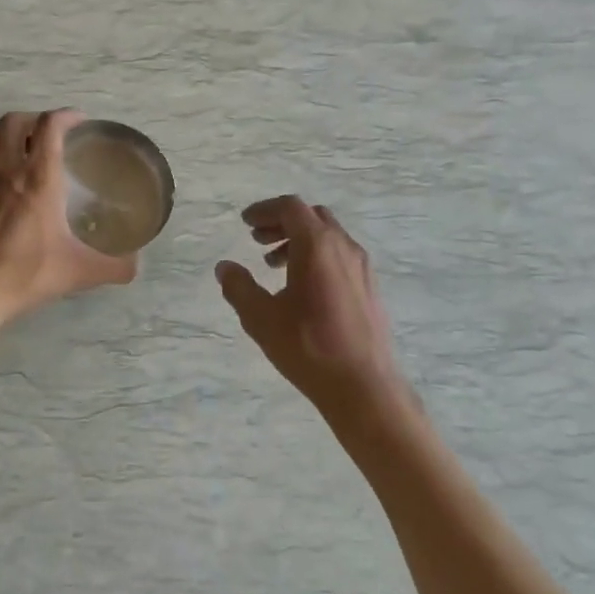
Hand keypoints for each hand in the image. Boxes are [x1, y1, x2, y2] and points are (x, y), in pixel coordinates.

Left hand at [0, 110, 136, 326]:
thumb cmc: (27, 273)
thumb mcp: (79, 272)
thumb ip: (114, 267)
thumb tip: (135, 265)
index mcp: (38, 179)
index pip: (49, 126)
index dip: (67, 116)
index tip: (80, 122)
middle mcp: (8, 170)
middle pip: (14, 120)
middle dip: (35, 119)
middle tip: (51, 134)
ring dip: (6, 132)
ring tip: (23, 147)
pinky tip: (1, 176)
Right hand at [216, 196, 411, 426]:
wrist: (364, 386)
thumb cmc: (308, 347)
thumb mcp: (261, 318)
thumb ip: (239, 287)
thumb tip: (225, 267)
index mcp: (317, 246)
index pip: (291, 207)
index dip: (265, 210)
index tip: (245, 223)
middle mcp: (344, 247)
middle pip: (312, 216)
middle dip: (282, 222)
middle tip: (257, 240)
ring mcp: (362, 267)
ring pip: (328, 236)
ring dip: (299, 240)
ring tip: (273, 265)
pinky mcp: (370, 287)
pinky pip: (340, 256)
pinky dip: (317, 256)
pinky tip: (301, 288)